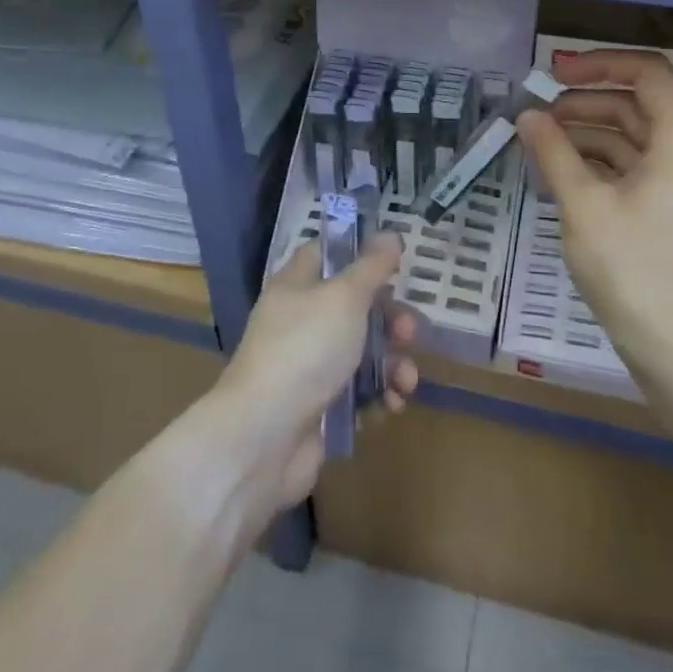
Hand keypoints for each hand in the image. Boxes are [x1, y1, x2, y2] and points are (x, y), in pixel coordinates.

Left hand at [214, 234, 419, 512]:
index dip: (359, 252)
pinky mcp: (318, 408)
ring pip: (360, 353)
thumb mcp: (344, 297)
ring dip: (391, 363)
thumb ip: (371, 267)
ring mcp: (308, 367)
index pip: (326, 254)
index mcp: (296, 286)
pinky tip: (392, 404)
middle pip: (353, 308)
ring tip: (406, 380)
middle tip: (409, 331)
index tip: (394, 259)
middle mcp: (300, 321)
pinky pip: (357, 394)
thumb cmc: (305, 349)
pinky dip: (378, 396)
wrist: (264, 437)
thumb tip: (390, 234)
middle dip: (389, 319)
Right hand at [516, 49, 672, 367]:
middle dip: (585, 102)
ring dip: (586, 132)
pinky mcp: (670, 204)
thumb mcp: (581, 202)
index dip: (600, 64)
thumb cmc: (628, 265)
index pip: (648, 73)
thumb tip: (528, 116)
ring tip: (540, 141)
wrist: (667, 339)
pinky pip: (633, 164)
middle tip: (538, 113)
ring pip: (631, 135)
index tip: (555, 74)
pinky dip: (598, 160)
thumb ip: (553, 151)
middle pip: (636, 103)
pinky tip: (559, 169)